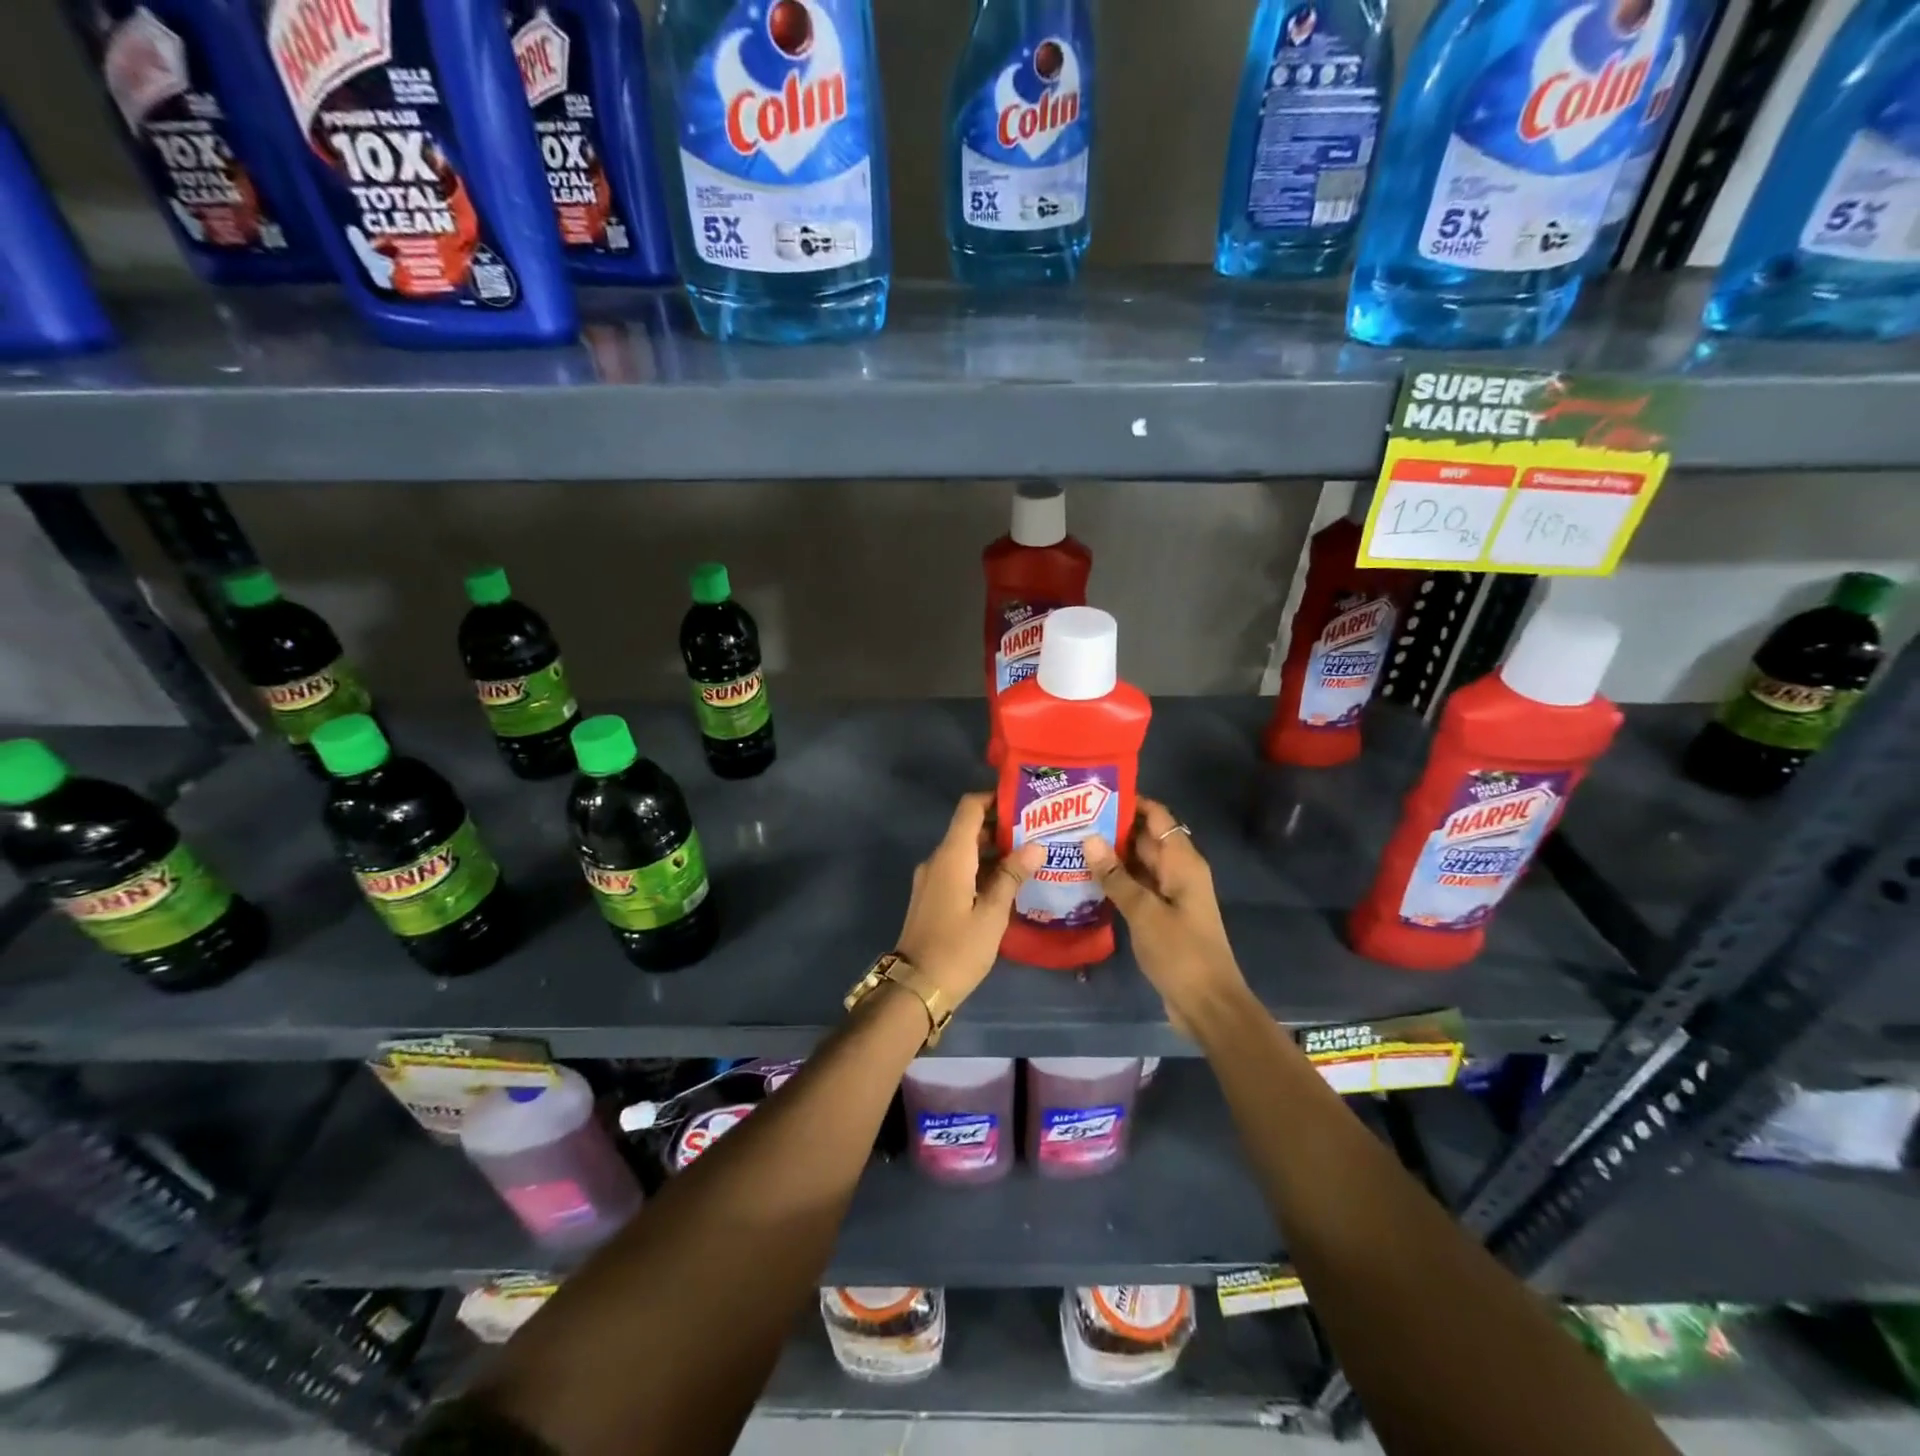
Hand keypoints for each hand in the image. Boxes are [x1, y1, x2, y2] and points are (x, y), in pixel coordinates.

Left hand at [895, 792, 1045, 1007]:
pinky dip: (981, 869)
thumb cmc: (958, 949)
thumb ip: (1012, 877)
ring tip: (1030, 857)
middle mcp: (937, 860)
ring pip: (964, 852)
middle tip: (1037, 832)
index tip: (1023, 801)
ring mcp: (931, 879)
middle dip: (1001, 827)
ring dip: (993, 851)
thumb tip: (1035, 846)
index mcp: (951, 857)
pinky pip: (958, 870)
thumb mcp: (992, 914)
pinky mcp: (931, 896)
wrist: (915, 988)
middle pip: (968, 829)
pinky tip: (1007, 883)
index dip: (993, 798)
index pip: (969, 808)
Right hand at [1084, 799, 1249, 1035]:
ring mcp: (1170, 894)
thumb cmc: (1181, 952)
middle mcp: (1178, 871)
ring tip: (1070, 843)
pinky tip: (1085, 878)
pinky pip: (1136, 887)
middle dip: (1112, 827)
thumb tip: (1089, 838)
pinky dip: (1116, 881)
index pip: (1157, 816)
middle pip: (1145, 838)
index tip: (1093, 794)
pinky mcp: (1161, 915)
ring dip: (1110, 855)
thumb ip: (1115, 876)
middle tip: (1070, 819)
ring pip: (1138, 864)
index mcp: (1183, 862)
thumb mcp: (1144, 912)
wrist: (1207, 1004)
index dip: (1130, 802)